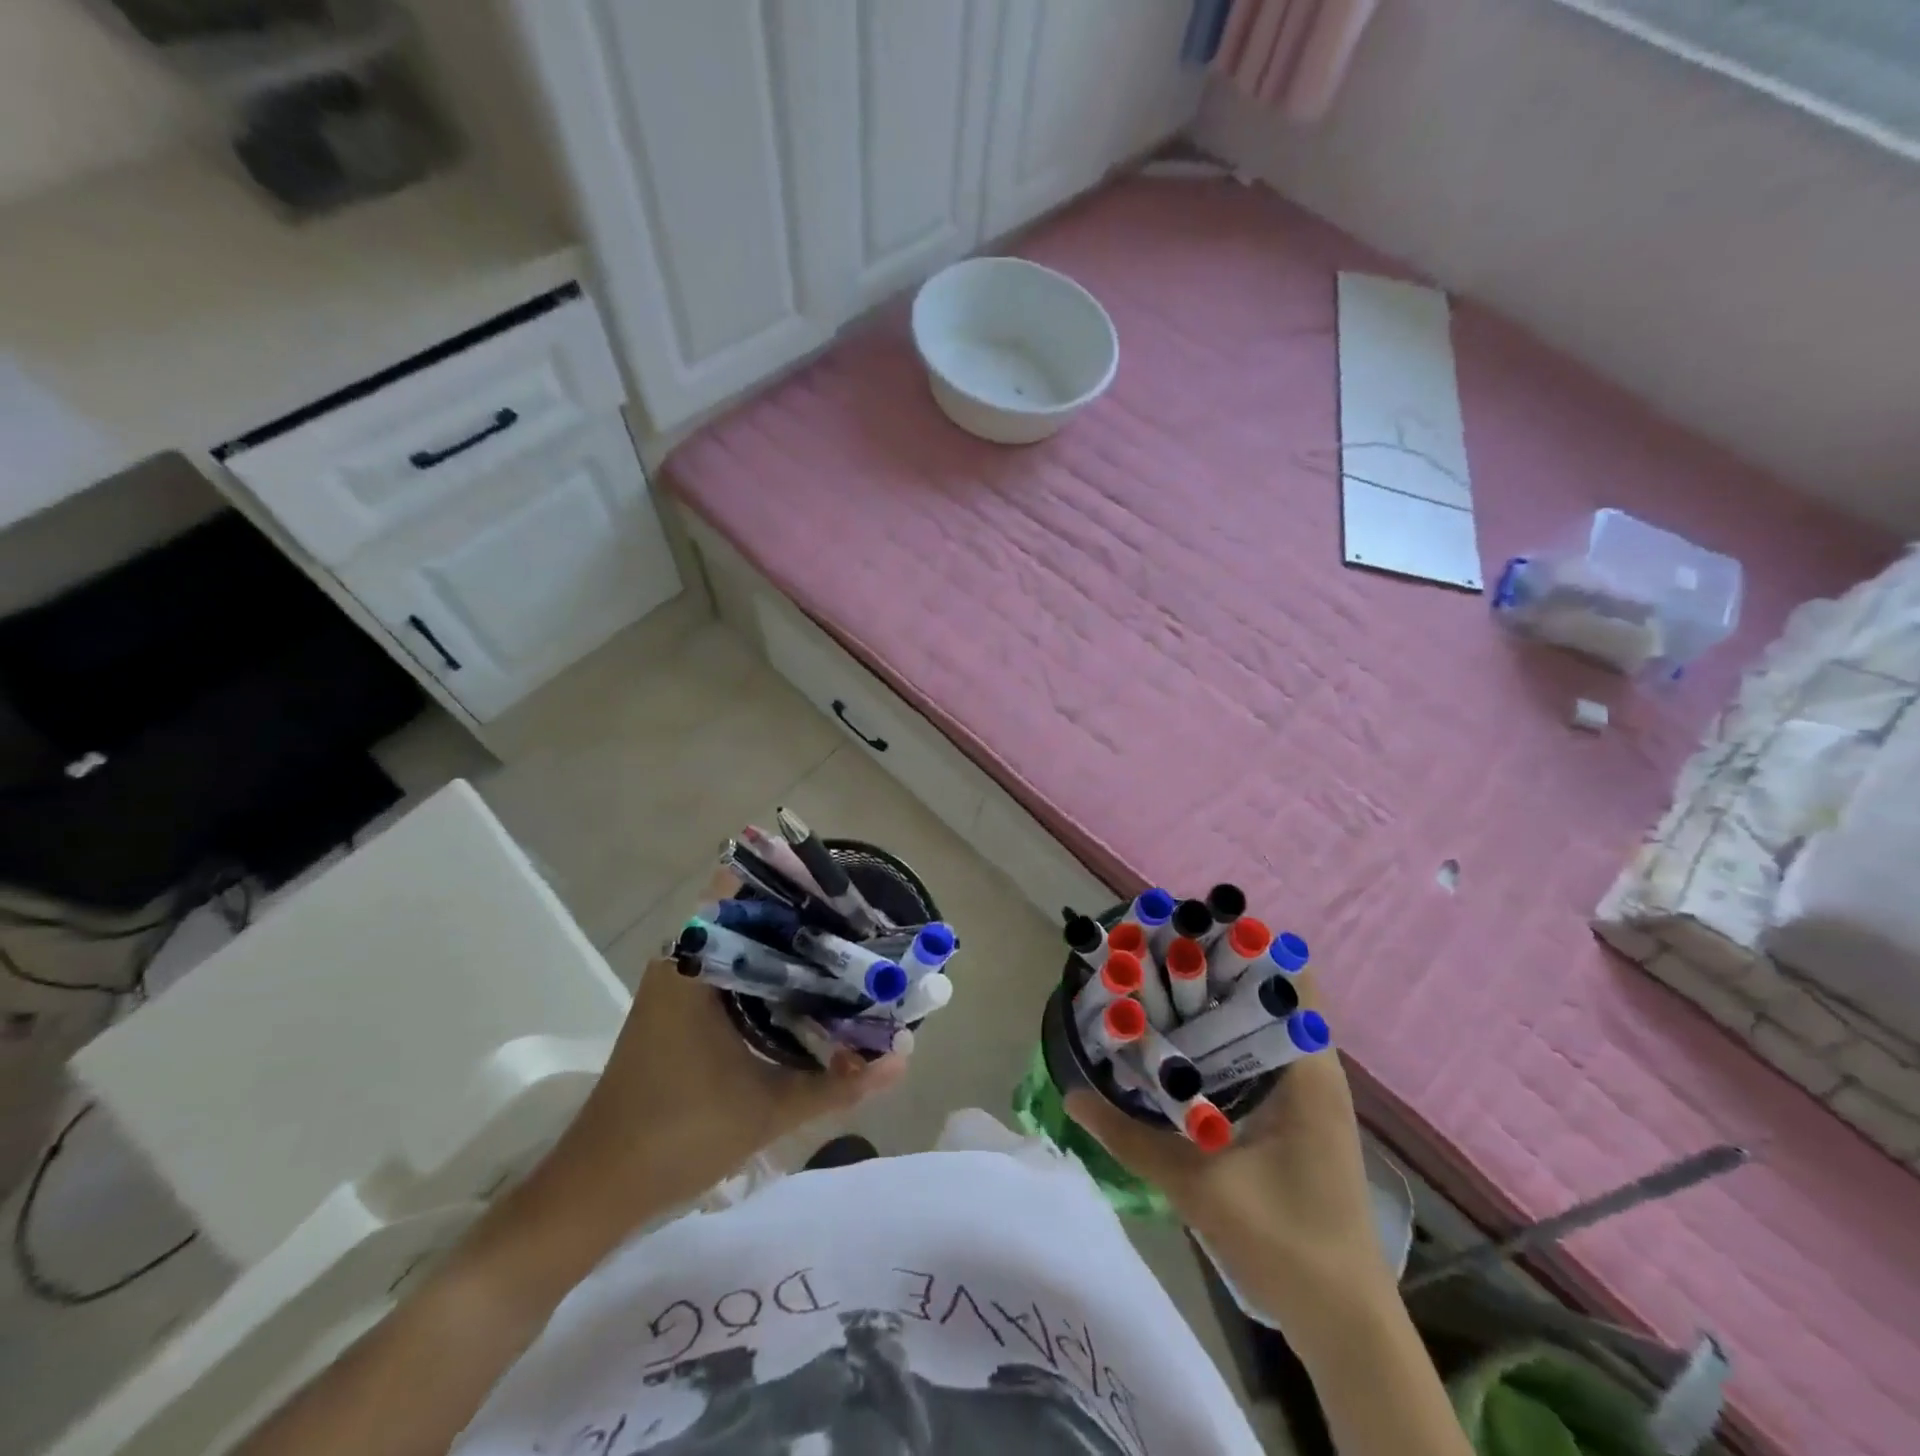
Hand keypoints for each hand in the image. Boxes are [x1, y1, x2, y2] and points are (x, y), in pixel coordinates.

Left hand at [536, 872, 906, 1236]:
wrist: (597, 1190)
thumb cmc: (676, 1137)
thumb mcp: (767, 1109)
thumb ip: (838, 1083)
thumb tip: (903, 1058)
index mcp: (694, 963)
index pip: (744, 888)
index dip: (794, 881)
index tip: (843, 889)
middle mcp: (683, 959)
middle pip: (751, 912)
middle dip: (804, 913)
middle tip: (860, 922)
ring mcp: (679, 983)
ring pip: (743, 941)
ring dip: (789, 942)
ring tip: (847, 947)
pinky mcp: (680, 1007)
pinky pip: (734, 967)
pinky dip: (771, 969)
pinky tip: (809, 988)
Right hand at [1065, 975, 1395, 1341]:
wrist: (1343, 1321)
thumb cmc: (1284, 1244)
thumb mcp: (1199, 1188)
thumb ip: (1132, 1138)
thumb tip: (1073, 1094)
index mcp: (1307, 1071)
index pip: (1290, 978)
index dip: (1242, 945)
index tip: (1187, 930)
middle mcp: (1314, 1067)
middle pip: (1272, 990)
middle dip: (1218, 966)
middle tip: (1158, 953)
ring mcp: (1310, 1091)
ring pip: (1265, 1021)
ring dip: (1221, 1000)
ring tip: (1162, 984)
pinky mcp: (1299, 1112)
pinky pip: (1262, 1051)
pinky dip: (1227, 1036)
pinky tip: (1183, 1044)